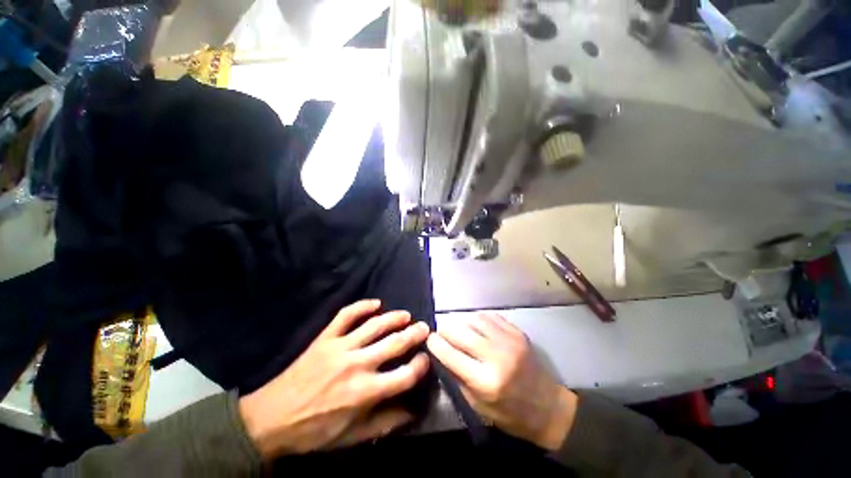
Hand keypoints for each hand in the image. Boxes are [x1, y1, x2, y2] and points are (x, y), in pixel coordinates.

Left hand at [239, 300, 430, 459]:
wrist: (272, 419)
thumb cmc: (315, 431)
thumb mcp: (352, 436)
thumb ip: (385, 423)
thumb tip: (412, 411)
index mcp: (365, 392)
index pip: (404, 375)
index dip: (420, 365)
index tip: (426, 358)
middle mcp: (357, 365)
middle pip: (394, 343)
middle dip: (414, 334)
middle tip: (424, 327)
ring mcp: (340, 347)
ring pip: (374, 325)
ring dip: (394, 318)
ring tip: (405, 315)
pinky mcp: (325, 337)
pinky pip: (346, 315)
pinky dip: (362, 306)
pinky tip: (375, 303)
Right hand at [426, 312, 577, 450]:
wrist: (549, 407)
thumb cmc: (511, 414)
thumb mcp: (478, 406)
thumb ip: (458, 378)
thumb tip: (441, 355)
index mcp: (486, 382)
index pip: (451, 355)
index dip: (436, 344)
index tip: (429, 339)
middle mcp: (497, 357)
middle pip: (462, 333)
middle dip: (446, 329)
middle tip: (440, 330)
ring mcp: (510, 341)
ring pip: (475, 320)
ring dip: (462, 322)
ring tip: (457, 328)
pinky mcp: (518, 333)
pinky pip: (491, 317)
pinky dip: (478, 319)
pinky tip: (475, 326)